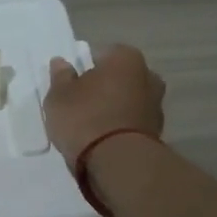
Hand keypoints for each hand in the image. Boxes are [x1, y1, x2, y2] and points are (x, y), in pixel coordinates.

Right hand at [44, 44, 165, 168]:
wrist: (117, 162)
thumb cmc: (85, 117)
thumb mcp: (59, 95)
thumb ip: (60, 76)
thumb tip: (61, 62)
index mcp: (126, 58)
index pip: (103, 54)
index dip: (86, 67)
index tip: (73, 84)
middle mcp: (148, 76)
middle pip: (120, 77)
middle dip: (105, 87)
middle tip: (81, 103)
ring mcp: (156, 106)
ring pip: (128, 100)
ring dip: (114, 108)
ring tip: (91, 126)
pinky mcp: (157, 133)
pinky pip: (132, 123)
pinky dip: (121, 127)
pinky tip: (103, 140)